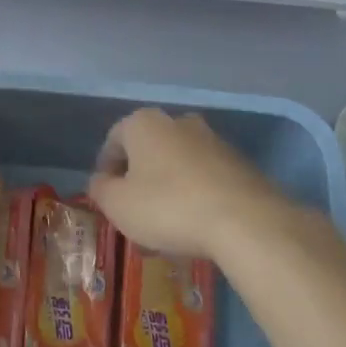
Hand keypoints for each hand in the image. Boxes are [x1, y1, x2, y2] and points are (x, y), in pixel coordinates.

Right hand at [88, 108, 291, 261]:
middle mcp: (178, 121)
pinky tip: (195, 224)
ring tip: (166, 225)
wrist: (244, 220)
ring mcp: (212, 139)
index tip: (106, 197)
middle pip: (148, 149)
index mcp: (144, 123)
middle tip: (135, 212)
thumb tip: (100, 180)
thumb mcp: (118, 205)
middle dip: (139, 178)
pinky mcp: (238, 162)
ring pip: (177, 163)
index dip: (106, 169)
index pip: (114, 139)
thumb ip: (100, 189)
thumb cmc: (168, 207)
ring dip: (167, 187)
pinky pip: (204, 176)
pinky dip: (195, 194)